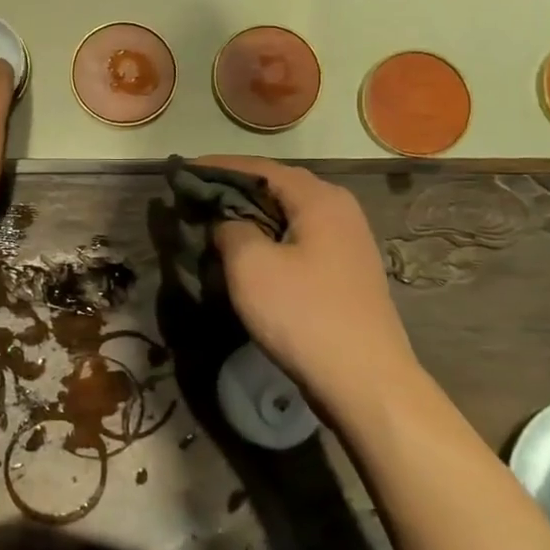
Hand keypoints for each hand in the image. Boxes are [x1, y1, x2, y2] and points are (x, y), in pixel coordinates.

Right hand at [204, 156, 420, 404]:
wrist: (366, 382)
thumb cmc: (304, 315)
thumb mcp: (250, 265)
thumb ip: (230, 228)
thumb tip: (227, 223)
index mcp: (319, 198)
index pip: (260, 167)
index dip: (218, 167)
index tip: (183, 171)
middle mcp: (339, 210)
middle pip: (277, 187)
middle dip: (234, 189)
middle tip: (195, 197)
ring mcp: (347, 241)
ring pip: (288, 215)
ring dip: (251, 215)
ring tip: (214, 223)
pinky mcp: (345, 271)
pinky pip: (299, 239)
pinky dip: (269, 237)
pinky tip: (248, 254)